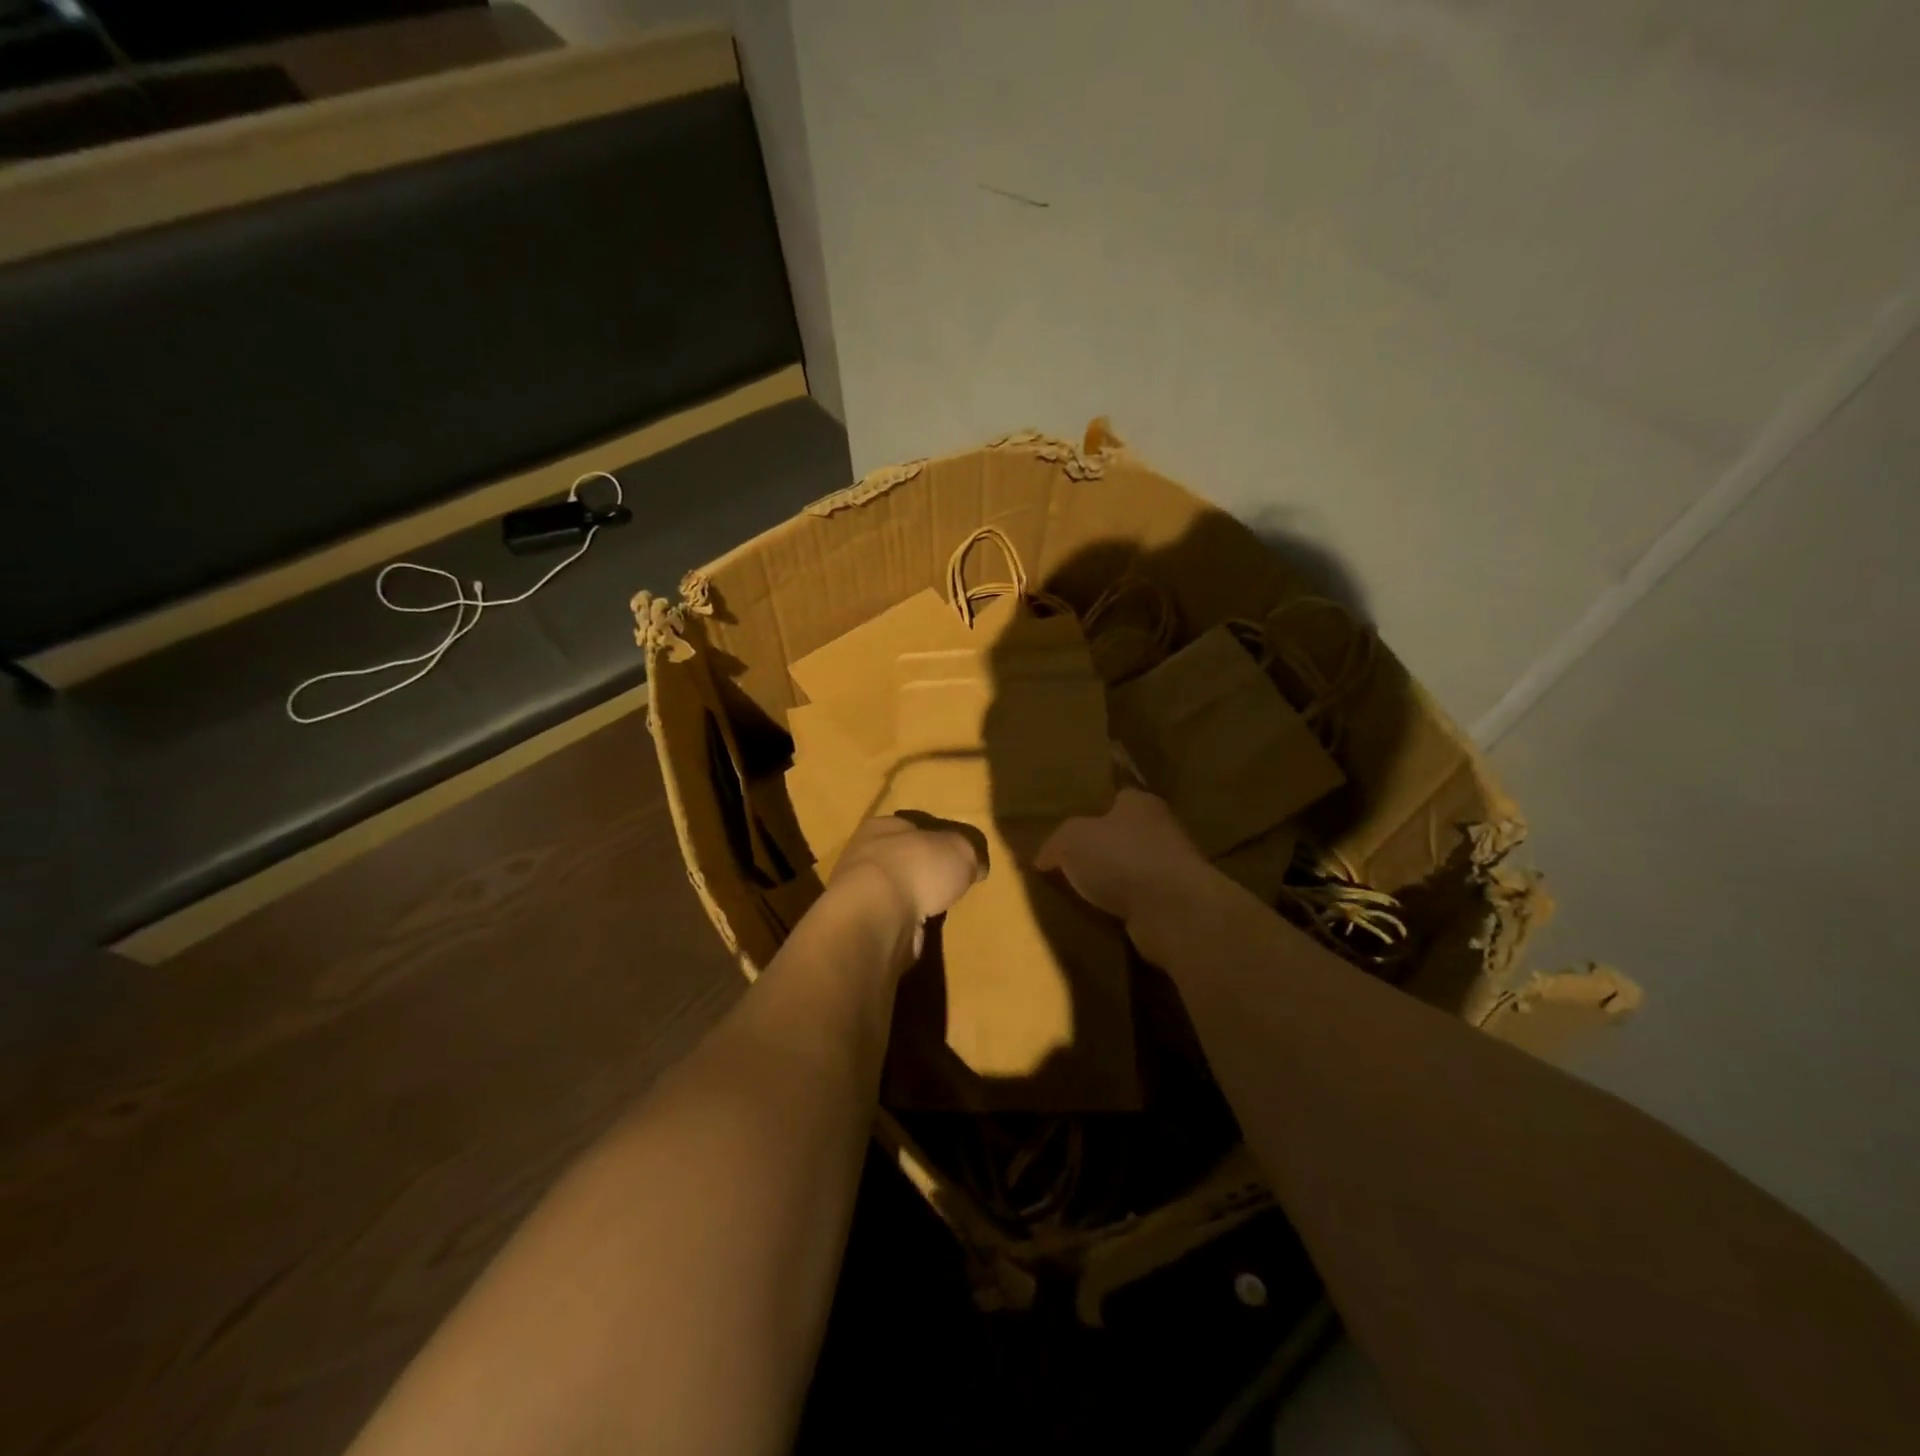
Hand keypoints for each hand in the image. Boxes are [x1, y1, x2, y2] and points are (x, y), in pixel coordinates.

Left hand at [830, 814, 983, 956]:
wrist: (877, 918)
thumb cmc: (917, 868)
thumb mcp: (960, 848)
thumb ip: (970, 851)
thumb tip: (976, 866)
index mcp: (883, 827)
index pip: (912, 826)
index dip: (937, 837)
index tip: (957, 853)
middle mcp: (865, 856)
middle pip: (902, 859)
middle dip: (924, 871)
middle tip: (951, 884)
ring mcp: (859, 894)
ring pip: (895, 892)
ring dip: (914, 901)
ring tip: (939, 911)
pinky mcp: (862, 926)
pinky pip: (891, 921)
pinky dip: (906, 926)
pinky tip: (922, 932)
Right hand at [1035, 789, 1214, 937]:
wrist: (1173, 911)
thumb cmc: (1121, 858)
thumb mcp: (1071, 840)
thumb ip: (1055, 843)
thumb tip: (1043, 858)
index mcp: (1140, 803)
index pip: (1117, 797)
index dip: (1094, 809)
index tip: (1073, 824)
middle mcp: (1162, 830)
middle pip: (1125, 835)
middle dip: (1102, 848)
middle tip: (1069, 862)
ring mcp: (1172, 869)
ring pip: (1133, 870)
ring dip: (1114, 882)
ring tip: (1080, 894)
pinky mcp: (1175, 904)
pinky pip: (1140, 902)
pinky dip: (1124, 908)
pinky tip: (1101, 917)